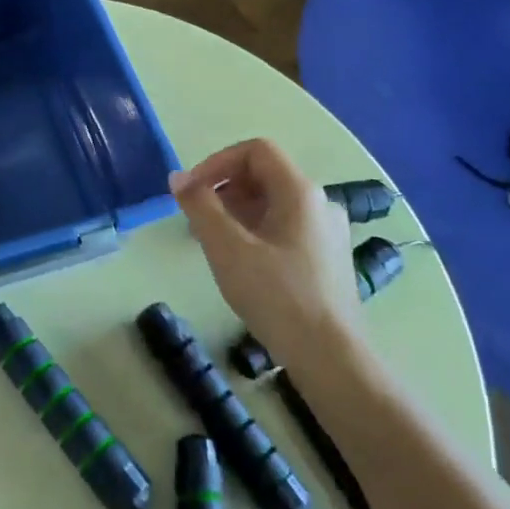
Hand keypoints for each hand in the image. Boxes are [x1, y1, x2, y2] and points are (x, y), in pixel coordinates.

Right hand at [172, 139, 365, 361]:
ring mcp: (328, 232)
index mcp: (300, 192)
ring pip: (274, 203)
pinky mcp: (328, 259)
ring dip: (237, 212)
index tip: (192, 191)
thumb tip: (178, 178)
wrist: (331, 358)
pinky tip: (241, 264)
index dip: (217, 162)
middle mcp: (320, 203)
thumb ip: (199, 206)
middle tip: (196, 220)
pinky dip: (256, 231)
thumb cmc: (277, 296)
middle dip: (224, 189)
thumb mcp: (226, 248)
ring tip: (212, 243)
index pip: (256, 150)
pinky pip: (286, 228)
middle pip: (265, 175)